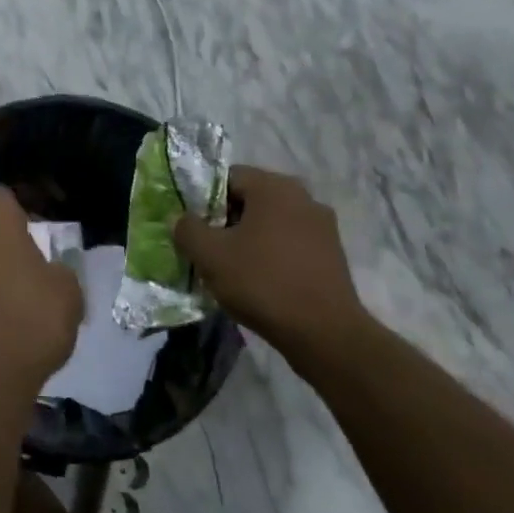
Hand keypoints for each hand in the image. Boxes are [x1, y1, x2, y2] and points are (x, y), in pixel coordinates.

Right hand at [174, 166, 368, 362]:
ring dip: (248, 238)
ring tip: (232, 268)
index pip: (227, 177)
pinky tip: (260, 281)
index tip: (194, 227)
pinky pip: (290, 243)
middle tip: (208, 248)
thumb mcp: (210, 255)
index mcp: (274, 187)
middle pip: (250, 199)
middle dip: (226, 220)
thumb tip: (181, 218)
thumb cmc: (263, 283)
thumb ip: (187, 229)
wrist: (326, 335)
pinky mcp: (332, 254)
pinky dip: (271, 254)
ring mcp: (322, 226)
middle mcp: (303, 197)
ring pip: (271, 222)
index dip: (204, 199)